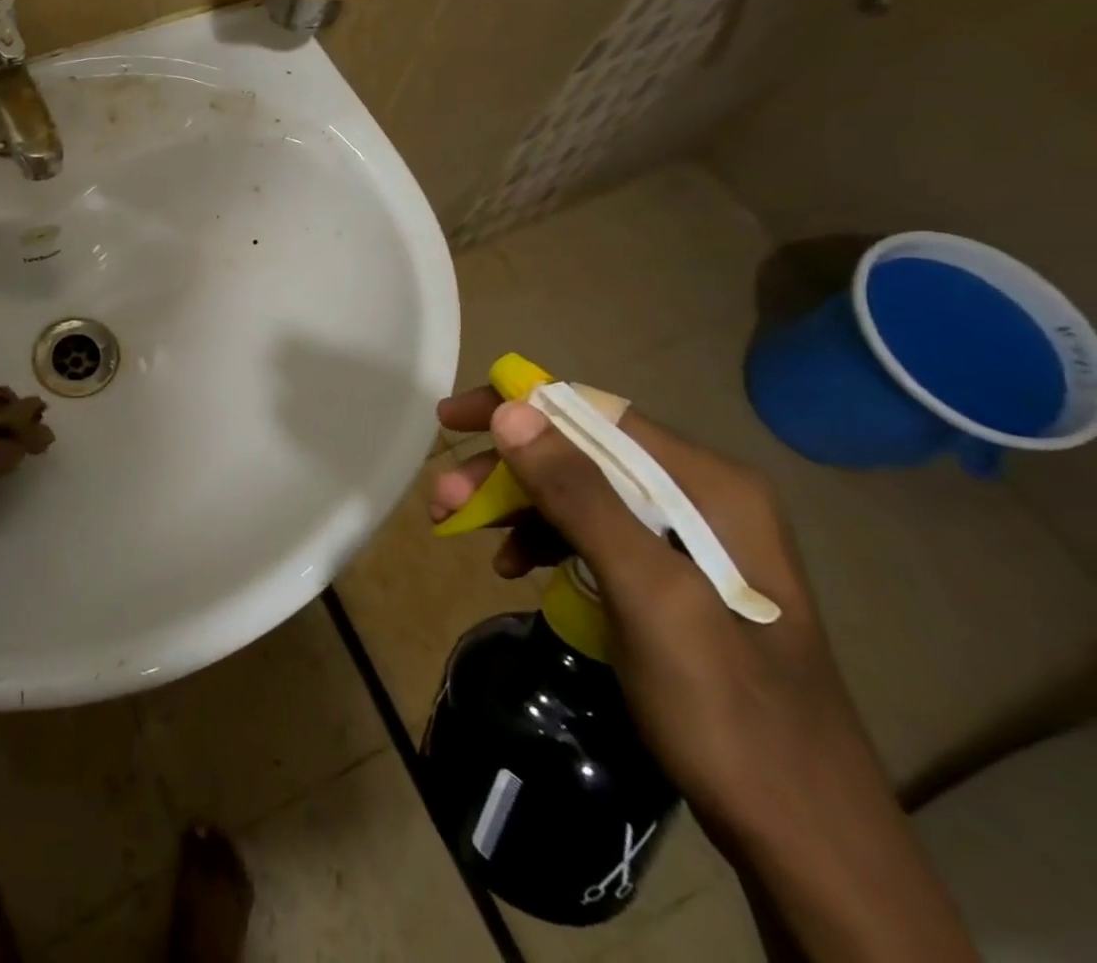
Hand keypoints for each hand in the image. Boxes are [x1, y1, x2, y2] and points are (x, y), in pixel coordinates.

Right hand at [431, 387, 977, 961]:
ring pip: (576, 493)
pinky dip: (542, 542)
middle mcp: (698, 497)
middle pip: (578, 453)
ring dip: (514, 505)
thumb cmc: (728, 711)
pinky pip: (589, 535)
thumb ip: (580, 497)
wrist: (804, 840)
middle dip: (505, 470)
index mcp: (708, 485)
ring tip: (458, 530)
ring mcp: (684, 539)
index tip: (452, 421)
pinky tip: (512, 567)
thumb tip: (511, 412)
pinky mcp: (668, 579)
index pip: (594, 412)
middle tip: (442, 498)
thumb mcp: (648, 595)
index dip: (517, 407)